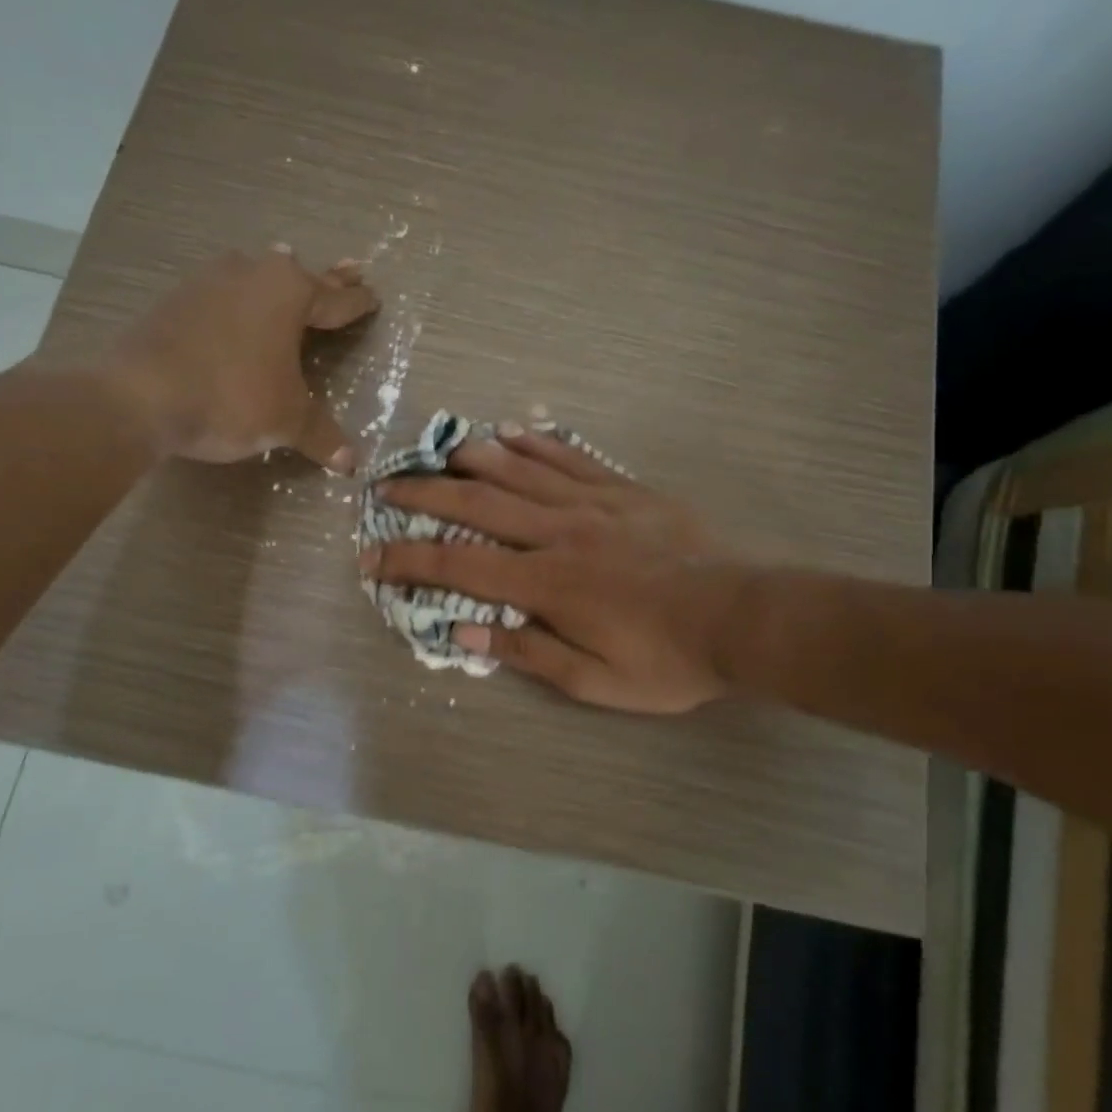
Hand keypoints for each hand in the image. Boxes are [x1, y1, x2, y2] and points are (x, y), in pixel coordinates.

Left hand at [109, 246, 378, 467]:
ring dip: (276, 278)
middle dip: (328, 279)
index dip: (358, 304)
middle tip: (353, 269)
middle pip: (301, 275)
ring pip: (256, 274)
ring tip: (287, 267)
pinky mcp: (176, 299)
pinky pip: (222, 292)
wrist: (139, 395)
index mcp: (289, 293)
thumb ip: (321, 435)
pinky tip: (233, 304)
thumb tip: (351, 465)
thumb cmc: (232, 397)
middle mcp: (252, 275)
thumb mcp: (286, 421)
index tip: (374, 299)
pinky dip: (237, 298)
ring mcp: (209, 282)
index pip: (336, 300)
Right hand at [359, 425, 753, 711]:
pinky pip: (571, 457)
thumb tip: (461, 632)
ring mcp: (592, 503)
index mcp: (546, 584)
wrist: (739, 617)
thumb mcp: (594, 680)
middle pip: (478, 503)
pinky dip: (537, 443)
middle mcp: (558, 532)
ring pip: (520, 468)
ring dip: (473, 456)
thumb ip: (526, 653)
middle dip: (425, 494)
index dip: (409, 560)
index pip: (459, 566)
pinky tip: (513, 431)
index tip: (372, 556)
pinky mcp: (623, 490)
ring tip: (439, 448)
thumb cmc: (665, 659)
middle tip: (388, 485)